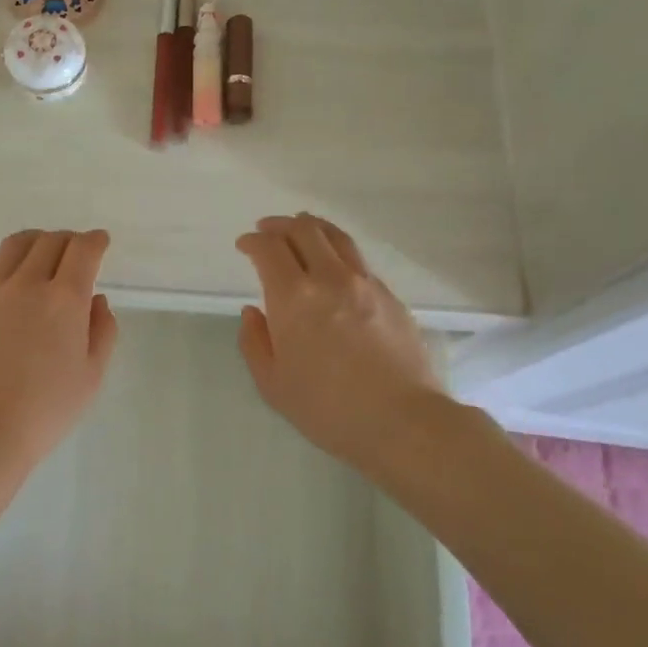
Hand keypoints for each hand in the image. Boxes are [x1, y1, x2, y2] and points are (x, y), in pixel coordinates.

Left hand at [0, 229, 119, 463]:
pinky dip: (7, 267)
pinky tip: (10, 286)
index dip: (95, 241)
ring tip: (41, 254)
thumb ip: (102, 331)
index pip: (83, 250)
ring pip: (15, 246)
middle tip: (76, 252)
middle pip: (50, 241)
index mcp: (64, 299)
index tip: (101, 242)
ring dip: (35, 242)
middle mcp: (26, 284)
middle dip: (69, 240)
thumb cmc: (46, 410)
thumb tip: (96, 300)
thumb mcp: (91, 375)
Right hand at [236, 214, 446, 468]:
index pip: (269, 249)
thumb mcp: (272, 384)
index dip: (252, 241)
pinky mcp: (391, 296)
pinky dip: (338, 253)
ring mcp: (365, 284)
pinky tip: (334, 267)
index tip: (244, 245)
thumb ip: (255, 342)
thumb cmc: (328, 409)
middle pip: (304, 230)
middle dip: (280, 225)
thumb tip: (253, 312)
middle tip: (267, 230)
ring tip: (301, 229)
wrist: (403, 422)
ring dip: (312, 227)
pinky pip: (358, 261)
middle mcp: (330, 279)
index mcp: (294, 298)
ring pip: (336, 237)